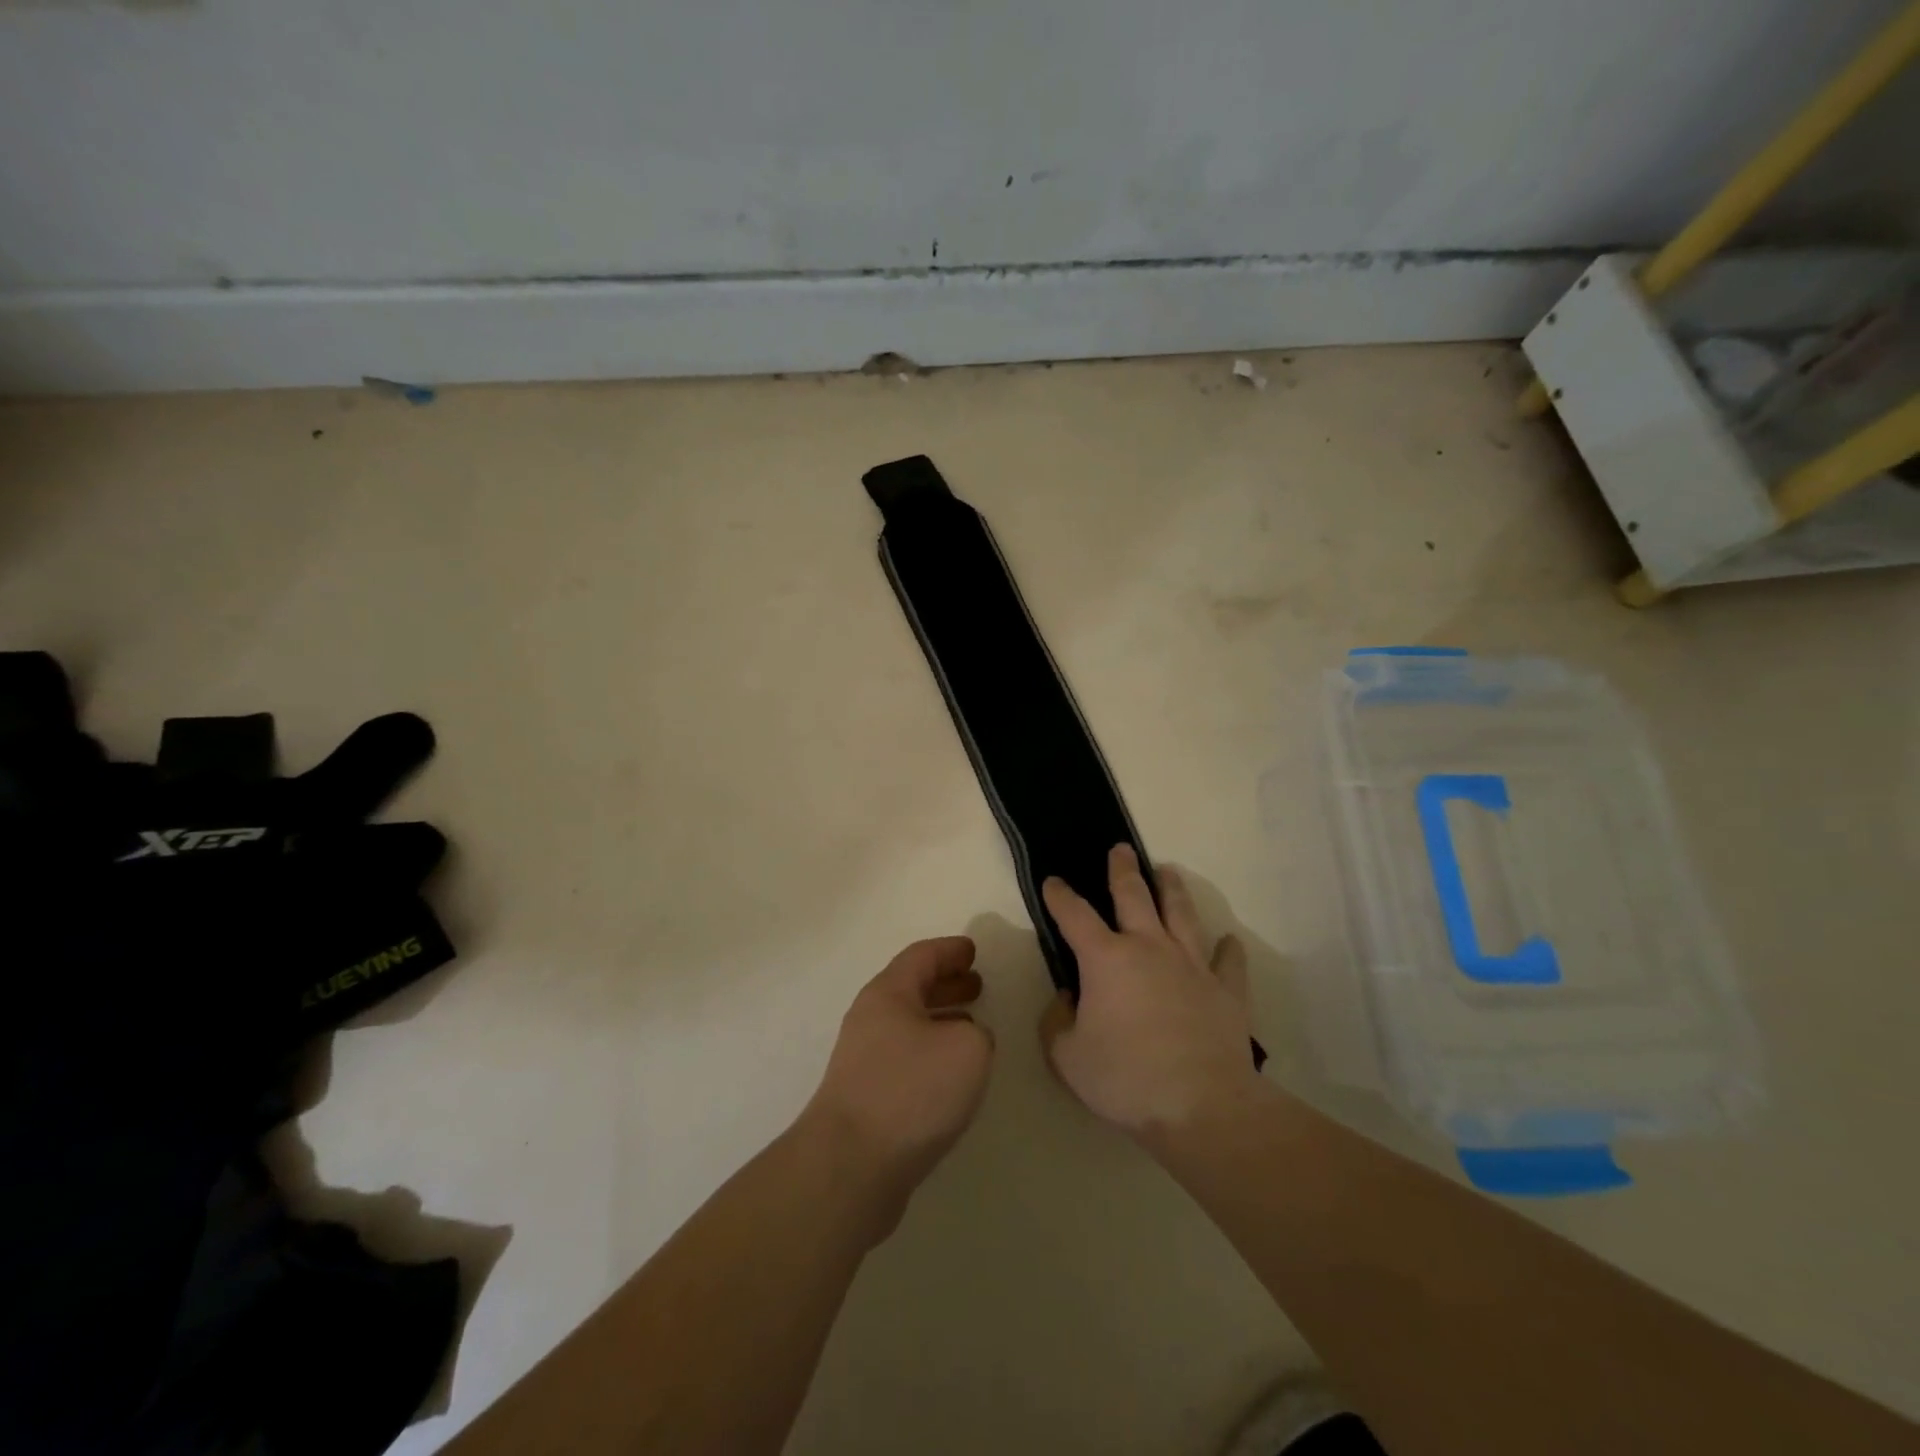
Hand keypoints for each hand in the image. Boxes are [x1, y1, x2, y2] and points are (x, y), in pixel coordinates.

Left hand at [798, 937, 994, 1231]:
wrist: (850, 1167)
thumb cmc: (911, 1092)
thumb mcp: (967, 1049)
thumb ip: (979, 1034)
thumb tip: (968, 1039)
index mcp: (888, 994)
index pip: (922, 956)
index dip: (950, 950)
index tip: (974, 951)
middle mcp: (870, 1019)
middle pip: (911, 989)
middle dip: (946, 984)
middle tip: (978, 985)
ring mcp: (862, 1060)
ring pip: (908, 1026)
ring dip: (940, 1020)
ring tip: (973, 1028)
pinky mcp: (864, 1098)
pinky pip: (904, 1059)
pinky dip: (930, 1054)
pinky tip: (951, 1077)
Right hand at [1039, 845, 1262, 1135]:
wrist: (1202, 1106)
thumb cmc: (1126, 1079)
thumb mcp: (1067, 1056)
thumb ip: (1056, 1022)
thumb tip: (1067, 1000)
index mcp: (1106, 958)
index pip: (1075, 915)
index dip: (1060, 896)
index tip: (1053, 882)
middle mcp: (1149, 948)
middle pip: (1134, 896)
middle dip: (1123, 869)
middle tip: (1121, 849)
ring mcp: (1192, 965)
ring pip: (1181, 914)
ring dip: (1173, 890)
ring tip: (1168, 871)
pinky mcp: (1226, 990)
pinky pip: (1228, 962)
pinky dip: (1228, 950)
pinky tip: (1229, 941)